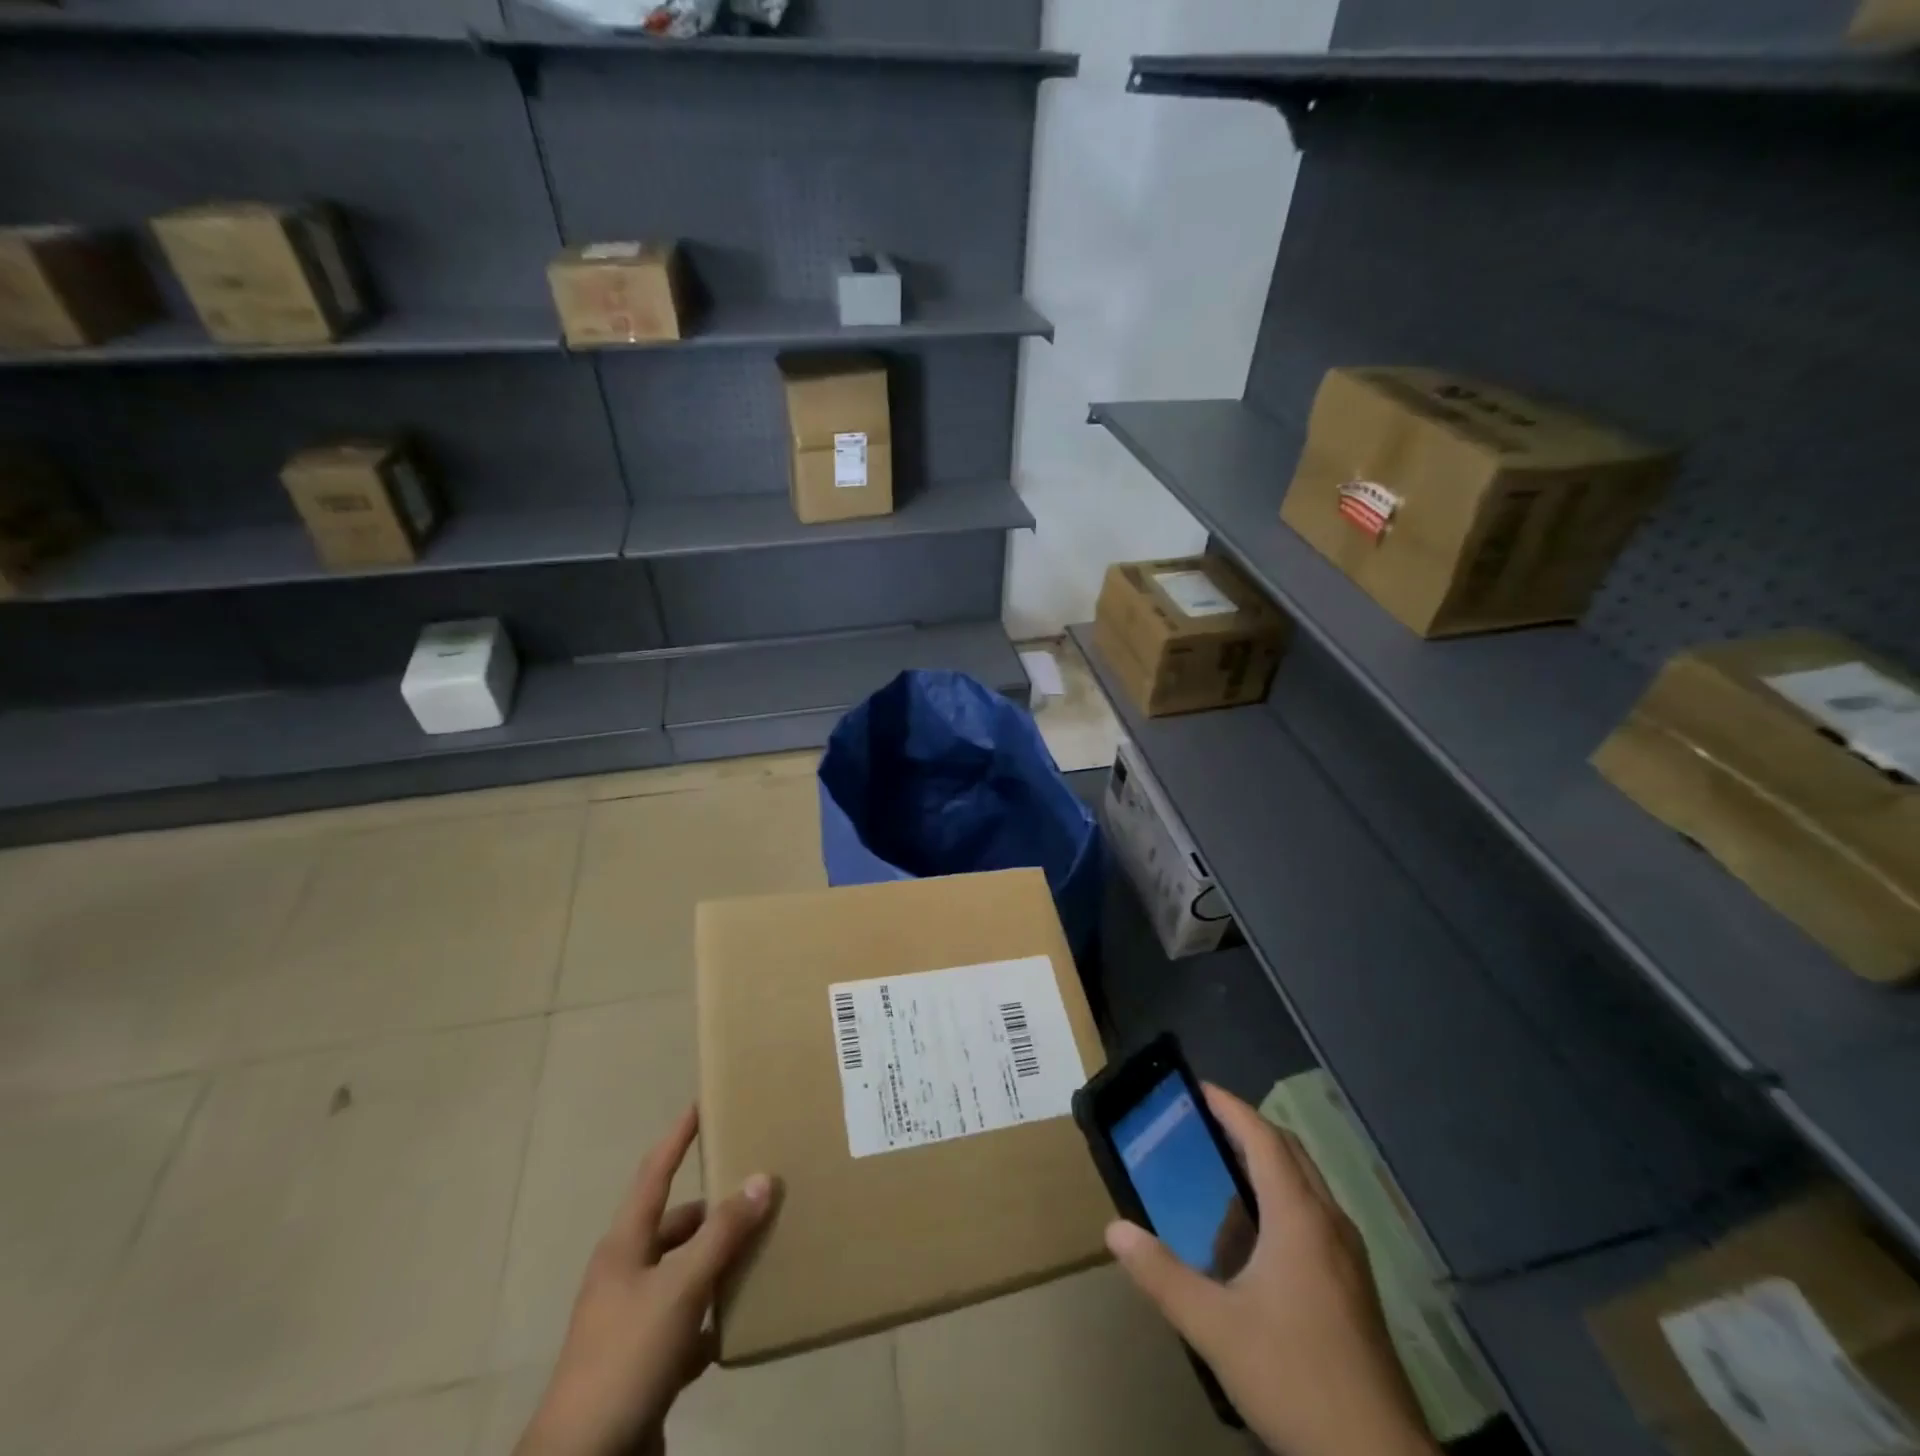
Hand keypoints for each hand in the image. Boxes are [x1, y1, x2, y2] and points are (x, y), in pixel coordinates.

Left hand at [516, 1107, 777, 1455]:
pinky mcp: (647, 1364)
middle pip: (677, 1225)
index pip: (655, 1173)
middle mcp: (627, 1275)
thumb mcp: (679, 1289)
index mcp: (625, 1246)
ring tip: (766, 1245)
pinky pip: (690, 1323)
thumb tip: (761, 1178)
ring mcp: (635, 1322)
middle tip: (760, 1186)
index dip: (678, 1137)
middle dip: (716, 1207)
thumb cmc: (625, 1360)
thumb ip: (722, 1234)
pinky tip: (747, 1316)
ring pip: (687, 1273)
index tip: (702, 1103)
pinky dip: (716, 1316)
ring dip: (721, 1262)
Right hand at [1106, 1085, 1436, 1455]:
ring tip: (1225, 1168)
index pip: (1263, 1138)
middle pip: (1290, 1151)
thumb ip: (1162, 1275)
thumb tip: (1114, 1229)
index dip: (1231, 1107)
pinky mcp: (1357, 1284)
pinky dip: (1285, 1195)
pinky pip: (1316, 1212)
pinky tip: (1259, 1234)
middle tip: (1205, 1123)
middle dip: (1249, 1127)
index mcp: (1298, 1216)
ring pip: (1308, 1182)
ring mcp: (1350, 1254)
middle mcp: (1329, 1221)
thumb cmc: (1294, 1377)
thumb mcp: (1214, 1328)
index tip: (1199, 1089)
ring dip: (1269, 1161)